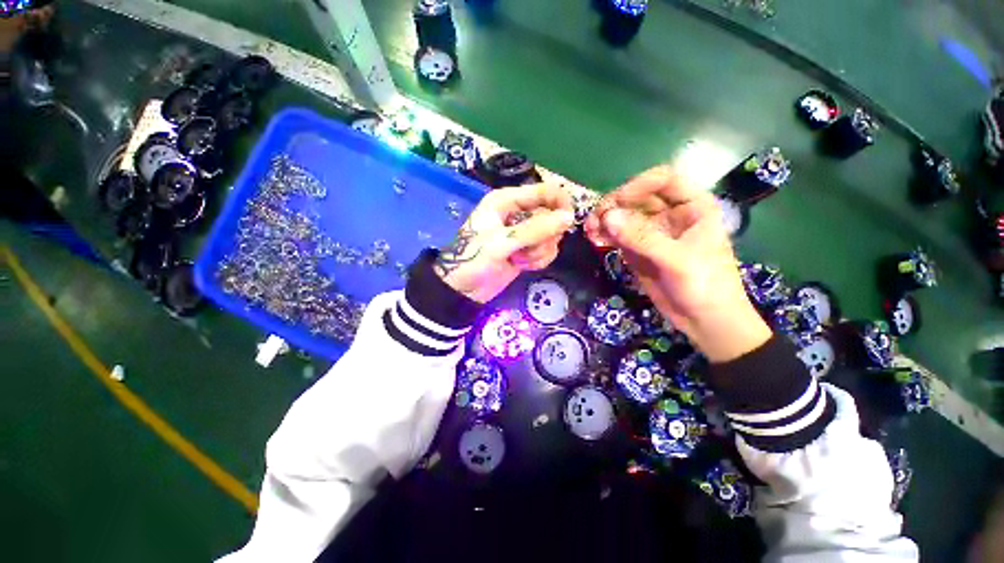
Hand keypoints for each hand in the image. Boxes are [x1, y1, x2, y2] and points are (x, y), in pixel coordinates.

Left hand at [436, 184, 574, 302]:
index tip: (568, 222)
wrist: (462, 290)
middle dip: (544, 236)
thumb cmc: (473, 259)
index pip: (545, 192)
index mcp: (507, 201)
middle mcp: (517, 213)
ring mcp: (523, 234)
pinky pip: (546, 251)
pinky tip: (520, 265)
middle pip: (551, 216)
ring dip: (539, 251)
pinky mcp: (526, 251)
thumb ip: (535, 229)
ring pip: (551, 236)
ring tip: (518, 259)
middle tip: (528, 247)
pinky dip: (537, 260)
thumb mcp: (501, 242)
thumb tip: (569, 217)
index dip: (560, 203)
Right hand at [585, 167, 770, 362]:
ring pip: (623, 217)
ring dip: (604, 220)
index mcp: (692, 207)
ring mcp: (651, 233)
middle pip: (636, 198)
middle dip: (614, 206)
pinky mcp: (638, 251)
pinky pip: (618, 236)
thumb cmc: (706, 286)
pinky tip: (594, 239)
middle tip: (595, 220)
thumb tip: (607, 217)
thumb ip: (642, 238)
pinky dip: (605, 235)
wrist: (706, 322)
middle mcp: (670, 215)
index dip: (638, 185)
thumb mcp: (677, 260)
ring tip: (589, 231)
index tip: (617, 202)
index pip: (663, 180)